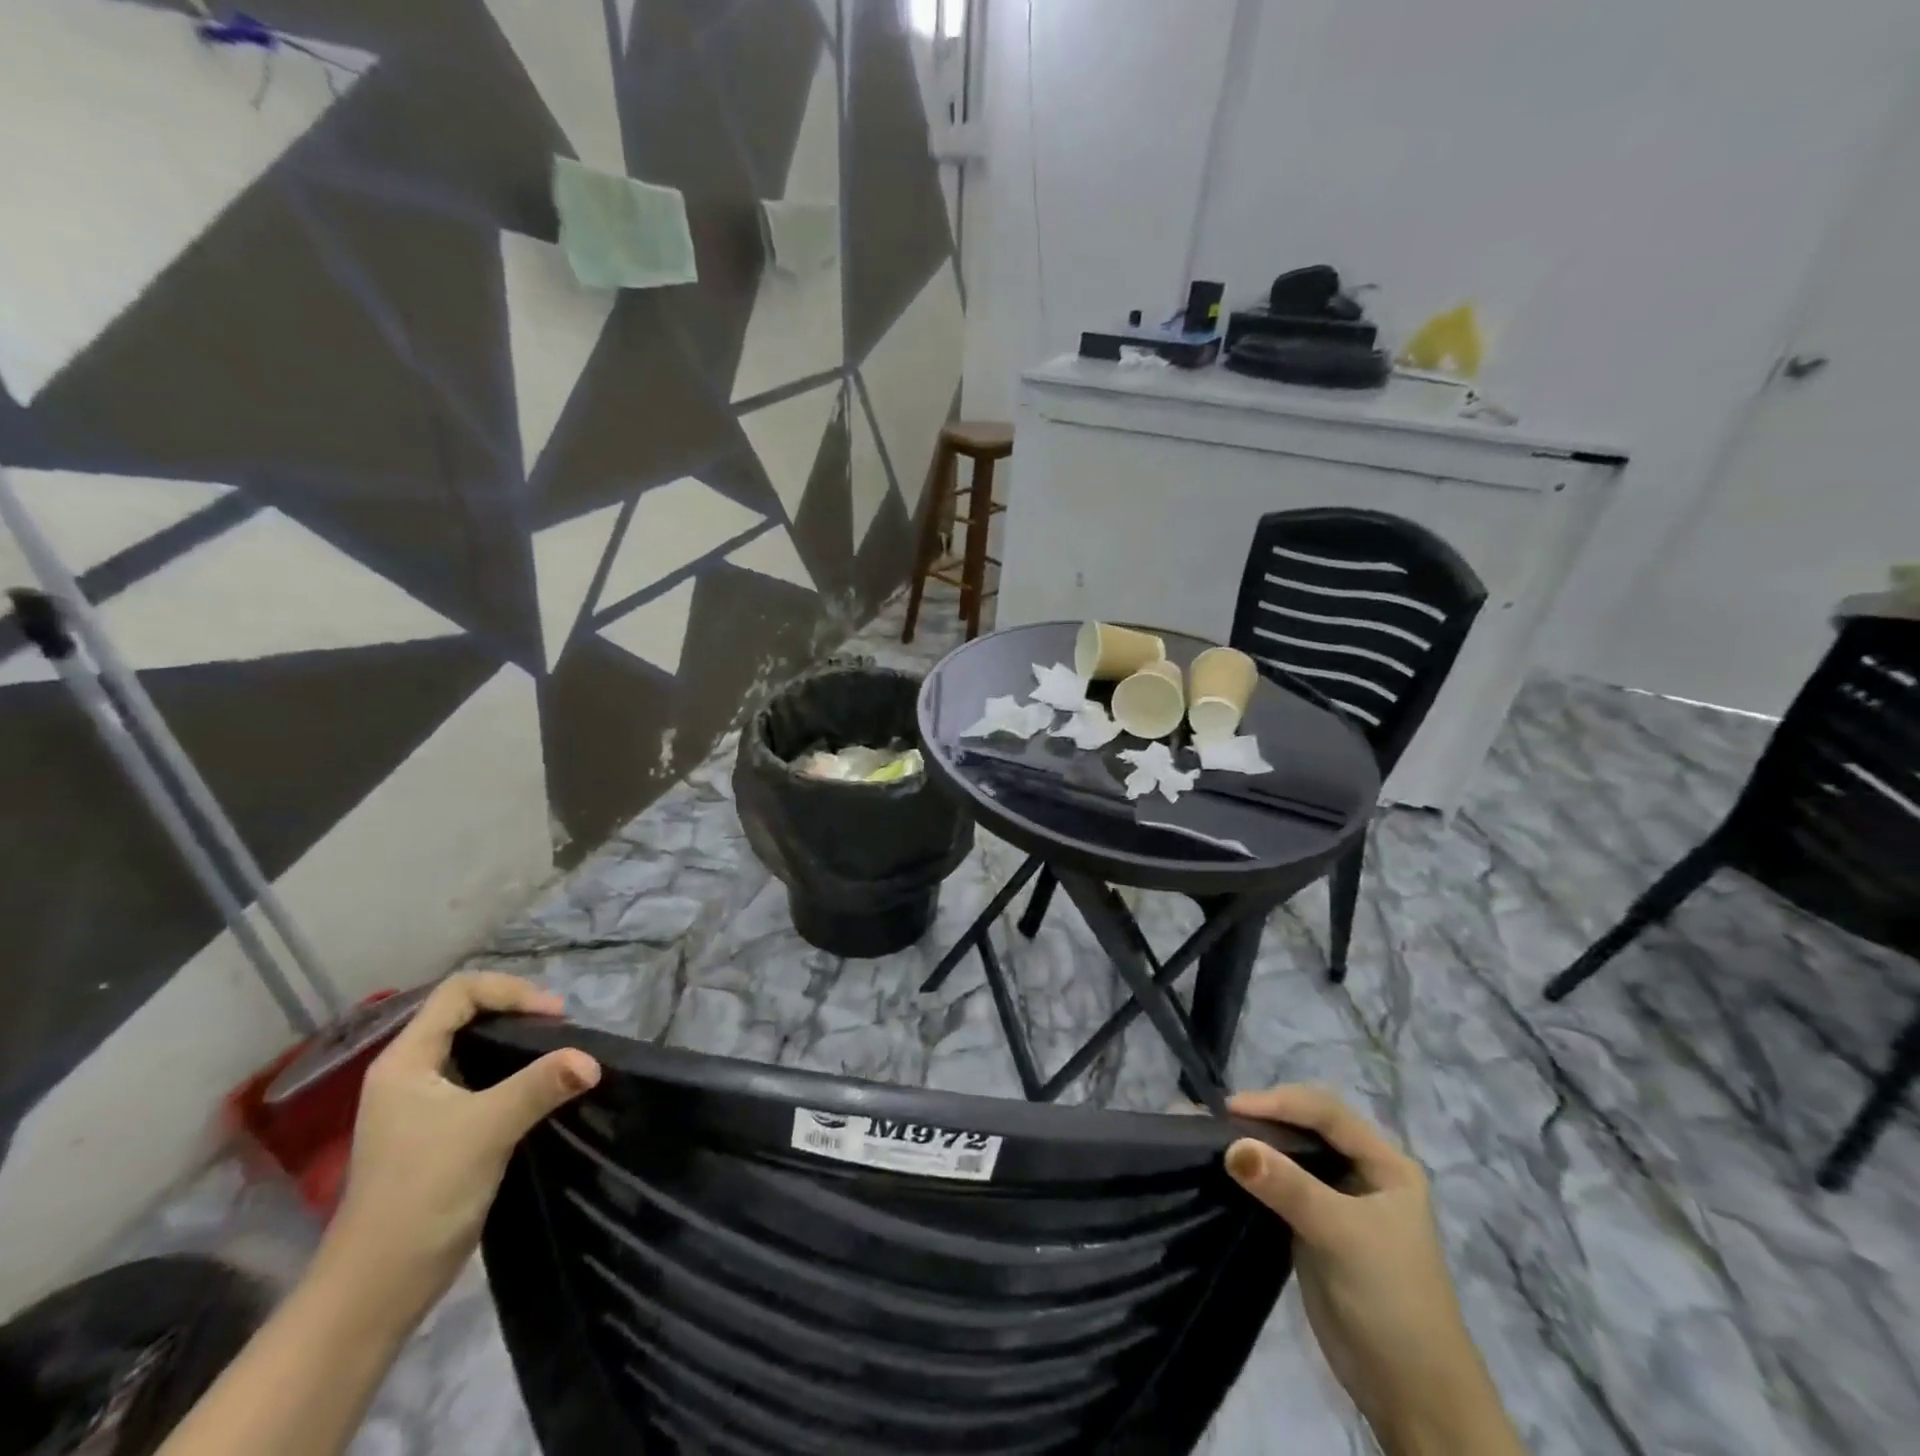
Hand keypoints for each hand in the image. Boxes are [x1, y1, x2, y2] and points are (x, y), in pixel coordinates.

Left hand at [320, 973, 600, 1323]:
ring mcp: (420, 1104)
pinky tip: (539, 1089)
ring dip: (517, 1042)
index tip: (554, 1017)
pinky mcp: (437, 1131)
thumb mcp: (486, 1130)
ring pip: (473, 1047)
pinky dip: (512, 1072)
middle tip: (561, 1031)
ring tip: (558, 1054)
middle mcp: (409, 1073)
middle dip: (517, 1011)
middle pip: (466, 1014)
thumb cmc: (422, 1195)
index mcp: (405, 1060)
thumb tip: (593, 1060)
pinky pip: (479, 1078)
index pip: (459, 992)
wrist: (377, 1289)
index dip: (511, 991)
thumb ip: (540, 1086)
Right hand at [1225, 1086, 1522, 1455]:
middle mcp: (1361, 1172)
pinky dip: (1252, 1173)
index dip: (1279, 1102)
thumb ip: (1289, 1187)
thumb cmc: (1392, 1300)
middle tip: (1213, 1116)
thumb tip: (1231, 1146)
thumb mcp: (1343, 1234)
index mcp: (1385, 1163)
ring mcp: (1335, 1199)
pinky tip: (1222, 1166)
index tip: (1230, 1109)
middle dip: (1262, 1117)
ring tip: (1207, 1132)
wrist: (1411, 1396)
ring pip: (1288, 1154)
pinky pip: (1277, 1185)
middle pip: (1305, 1126)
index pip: (1325, 1112)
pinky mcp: (1311, 1226)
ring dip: (1253, 1143)